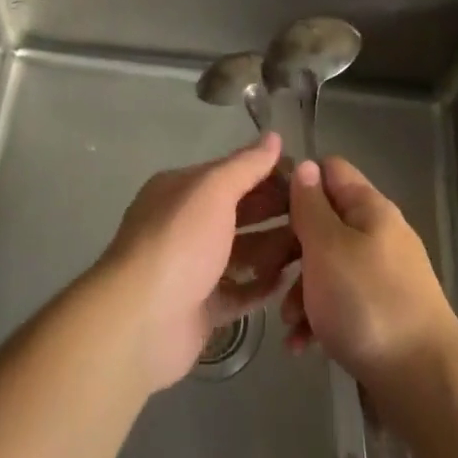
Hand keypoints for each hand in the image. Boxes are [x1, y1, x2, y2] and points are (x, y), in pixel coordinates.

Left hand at [101, 134, 297, 391]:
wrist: (140, 321)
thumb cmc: (179, 242)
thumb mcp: (213, 191)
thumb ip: (245, 165)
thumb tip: (273, 136)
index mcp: (182, 190)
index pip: (231, 174)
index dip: (267, 174)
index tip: (307, 179)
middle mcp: (185, 224)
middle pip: (238, 212)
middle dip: (275, 211)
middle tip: (317, 215)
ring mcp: (192, 268)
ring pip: (241, 252)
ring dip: (273, 249)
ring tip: (312, 247)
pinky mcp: (201, 308)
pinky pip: (238, 293)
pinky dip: (261, 287)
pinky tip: (289, 282)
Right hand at [282, 157, 457, 392]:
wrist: (425, 384)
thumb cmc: (367, 303)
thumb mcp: (327, 247)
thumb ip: (310, 206)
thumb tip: (305, 166)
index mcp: (369, 208)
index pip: (329, 170)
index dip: (296, 180)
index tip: (263, 206)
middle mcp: (377, 234)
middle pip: (323, 221)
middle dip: (290, 245)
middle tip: (264, 271)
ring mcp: (381, 276)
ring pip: (327, 265)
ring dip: (300, 289)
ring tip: (285, 320)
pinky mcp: (381, 314)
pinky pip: (340, 302)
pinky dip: (317, 318)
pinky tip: (301, 344)